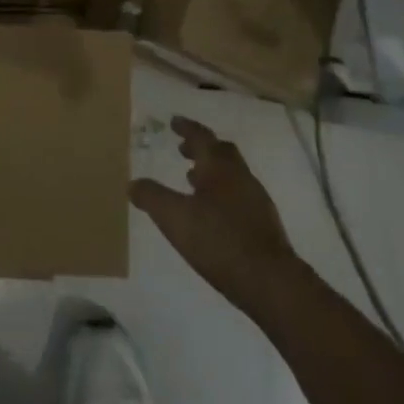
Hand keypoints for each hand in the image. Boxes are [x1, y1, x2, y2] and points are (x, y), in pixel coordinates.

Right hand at [131, 117, 302, 323]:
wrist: (270, 282)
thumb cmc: (219, 240)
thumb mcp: (174, 218)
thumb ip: (152, 197)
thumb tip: (133, 183)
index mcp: (219, 168)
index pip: (202, 137)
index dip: (187, 128)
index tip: (174, 122)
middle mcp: (241, 177)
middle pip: (222, 152)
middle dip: (201, 148)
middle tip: (183, 149)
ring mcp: (256, 200)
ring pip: (232, 174)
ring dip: (212, 171)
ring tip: (193, 180)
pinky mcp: (264, 224)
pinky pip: (239, 195)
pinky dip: (222, 193)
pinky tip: (213, 213)